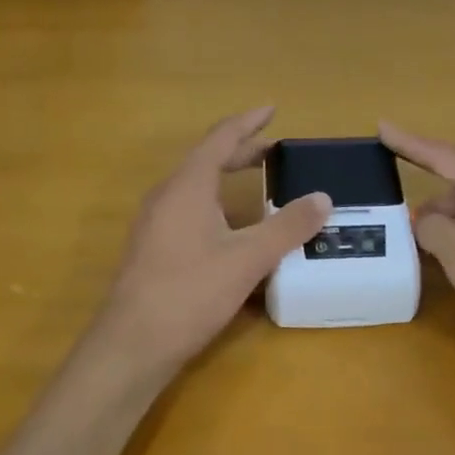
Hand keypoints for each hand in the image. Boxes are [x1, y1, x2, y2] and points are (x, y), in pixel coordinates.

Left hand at [92, 107, 331, 374]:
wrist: (131, 345)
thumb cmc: (190, 292)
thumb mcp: (248, 259)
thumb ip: (287, 227)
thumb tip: (323, 198)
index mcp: (187, 186)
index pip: (221, 139)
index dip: (248, 122)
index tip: (272, 109)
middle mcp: (167, 196)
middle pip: (207, 159)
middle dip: (241, 151)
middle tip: (275, 151)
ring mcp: (155, 222)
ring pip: (196, 186)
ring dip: (227, 177)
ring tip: (259, 184)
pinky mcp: (153, 248)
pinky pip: (189, 208)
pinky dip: (216, 202)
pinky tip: (233, 229)